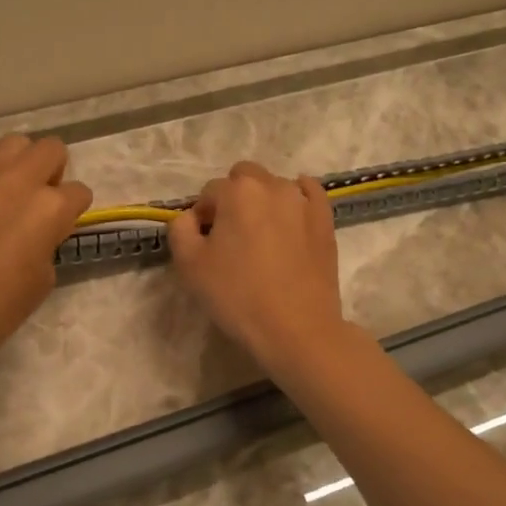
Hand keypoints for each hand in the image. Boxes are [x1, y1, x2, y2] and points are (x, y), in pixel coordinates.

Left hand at [0, 135, 92, 370]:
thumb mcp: (43, 279)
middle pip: (51, 149)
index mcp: (50, 207)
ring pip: (15, 144)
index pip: (79, 192)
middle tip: (42, 200)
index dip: (74, 211)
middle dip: (54, 171)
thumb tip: (38, 232)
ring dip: (21, 164)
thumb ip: (48, 242)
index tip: (61, 228)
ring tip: (11, 194)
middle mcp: (21, 180)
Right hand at [167, 161, 347, 373]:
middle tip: (230, 234)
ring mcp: (303, 201)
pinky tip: (291, 213)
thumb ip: (180, 230)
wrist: (296, 328)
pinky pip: (309, 193)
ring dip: (262, 200)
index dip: (202, 216)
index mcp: (236, 192)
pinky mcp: (325, 220)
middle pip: (243, 178)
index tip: (204, 244)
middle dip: (232, 198)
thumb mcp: (189, 266)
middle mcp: (272, 186)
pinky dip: (297, 197)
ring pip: (275, 186)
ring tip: (260, 235)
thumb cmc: (237, 296)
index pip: (209, 192)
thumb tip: (190, 217)